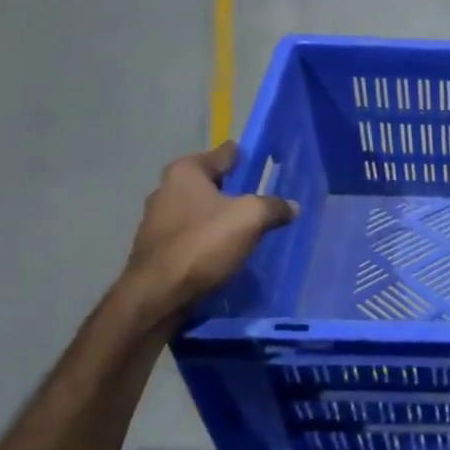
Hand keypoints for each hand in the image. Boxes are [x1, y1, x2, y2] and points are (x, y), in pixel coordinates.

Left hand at [119, 142, 297, 327]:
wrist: (158, 296)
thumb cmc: (203, 245)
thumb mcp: (250, 219)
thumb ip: (273, 207)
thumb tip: (291, 206)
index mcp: (185, 171)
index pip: (224, 154)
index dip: (247, 157)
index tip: (266, 162)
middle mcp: (166, 189)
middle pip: (210, 182)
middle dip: (234, 189)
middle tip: (262, 199)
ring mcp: (157, 220)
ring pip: (200, 210)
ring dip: (220, 216)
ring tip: (247, 227)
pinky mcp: (157, 248)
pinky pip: (191, 234)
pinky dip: (208, 238)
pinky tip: (225, 250)